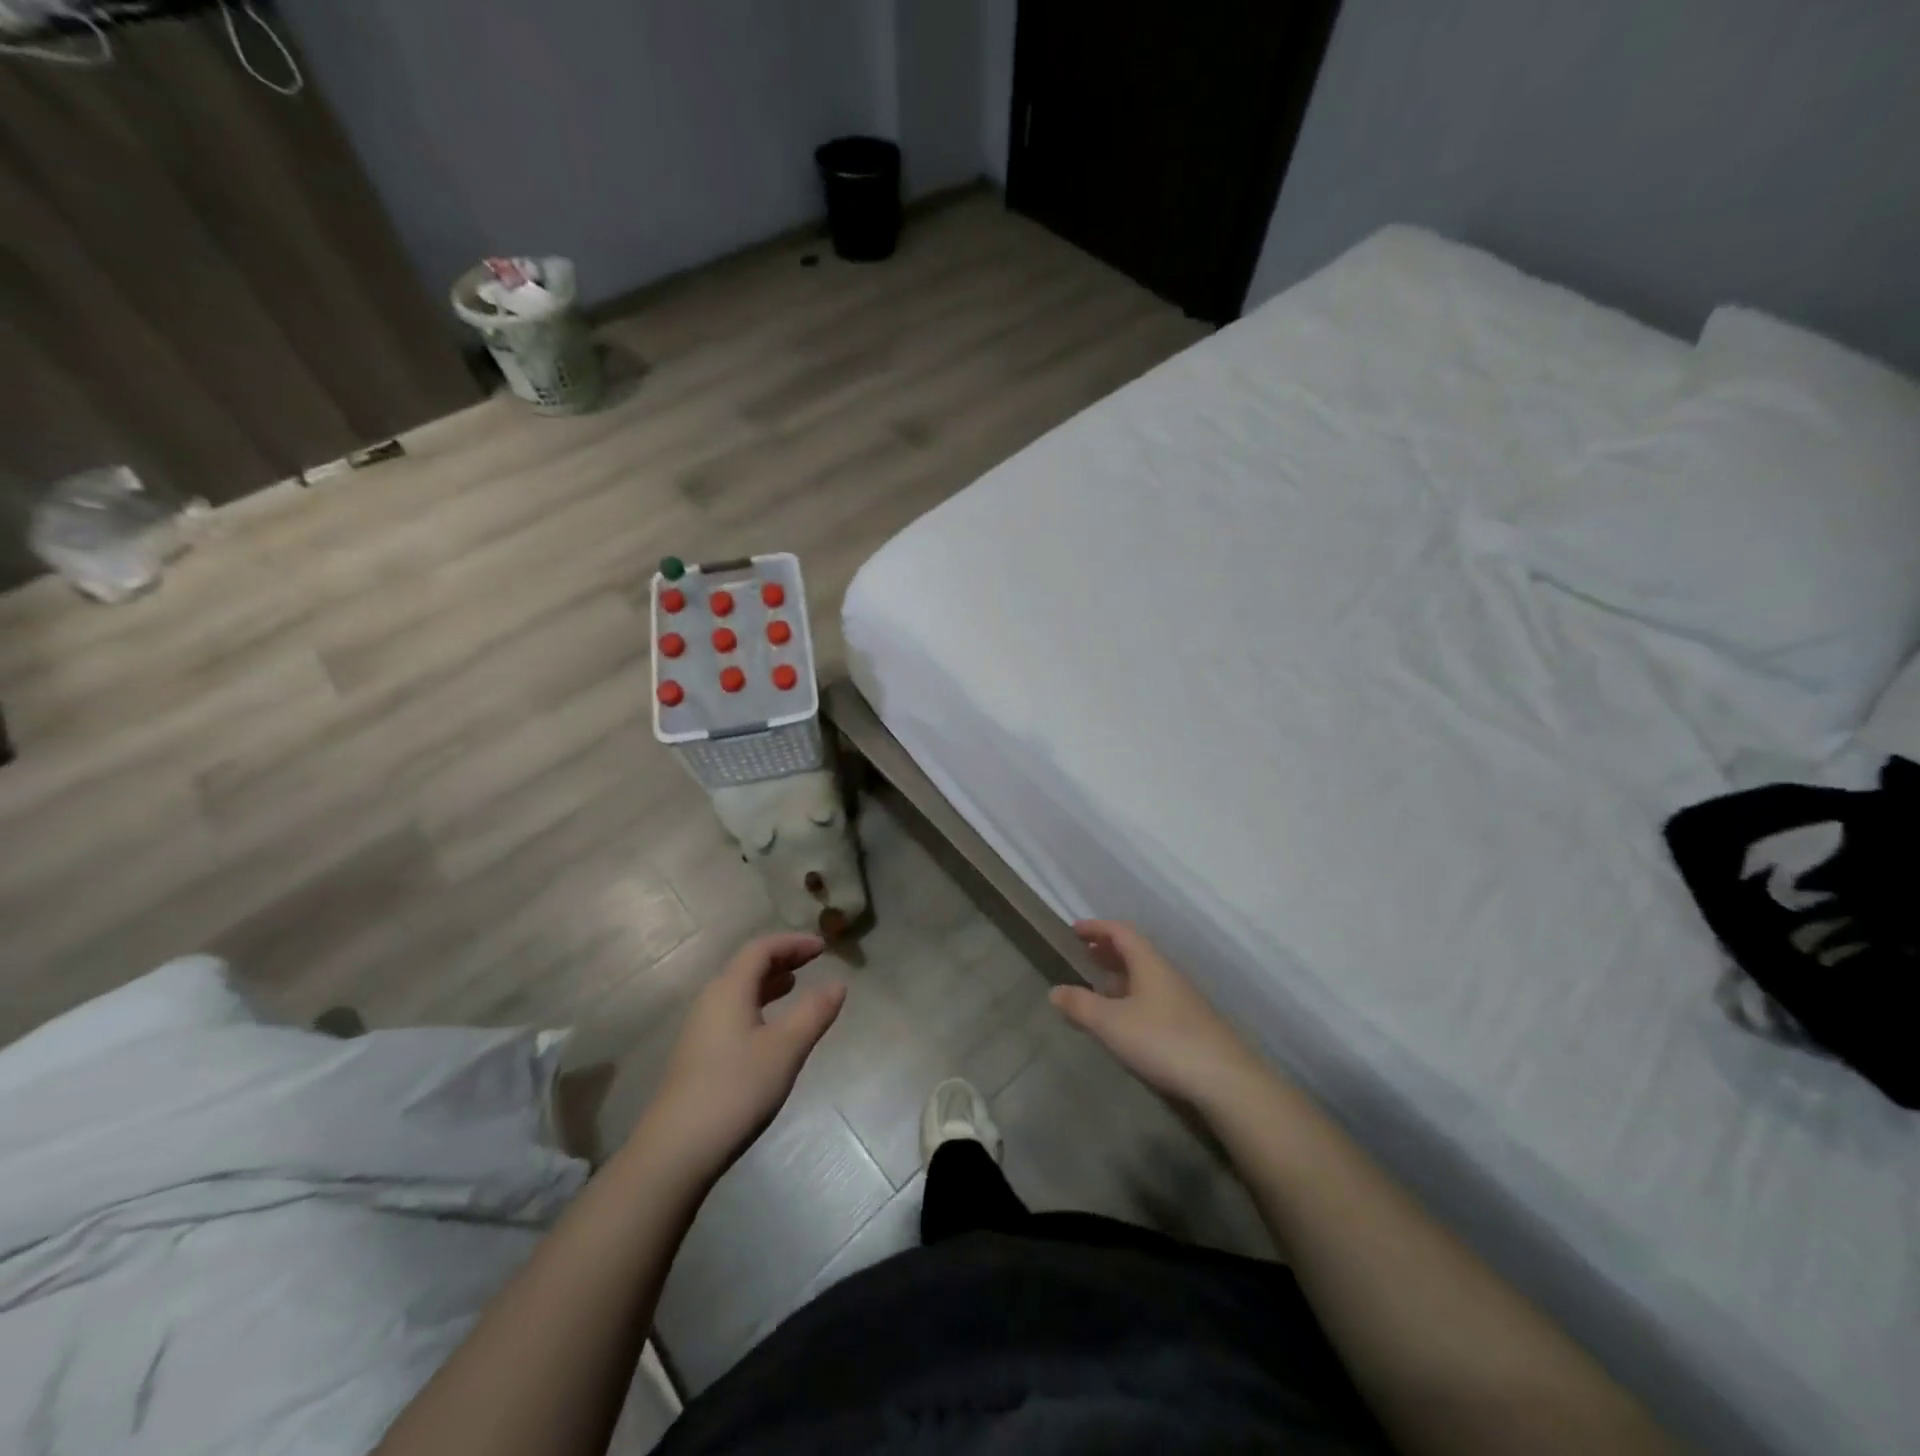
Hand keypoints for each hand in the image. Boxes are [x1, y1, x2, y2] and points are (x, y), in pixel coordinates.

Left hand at [645, 933, 845, 1176]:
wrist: (676, 1149)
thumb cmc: (736, 1089)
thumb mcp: (785, 1048)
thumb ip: (814, 1012)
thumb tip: (838, 983)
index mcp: (729, 989)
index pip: (761, 948)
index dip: (793, 943)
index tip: (823, 947)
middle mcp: (711, 1000)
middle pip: (748, 965)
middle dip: (782, 958)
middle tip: (814, 961)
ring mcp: (701, 1028)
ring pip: (739, 990)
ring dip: (769, 982)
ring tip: (795, 986)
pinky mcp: (698, 1053)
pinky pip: (733, 1011)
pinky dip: (758, 1004)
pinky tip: (770, 1027)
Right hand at [1051, 920, 1266, 1106]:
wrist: (1224, 1079)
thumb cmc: (1163, 1040)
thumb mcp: (1112, 1023)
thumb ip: (1081, 1005)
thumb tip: (1055, 990)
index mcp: (1149, 963)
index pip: (1121, 932)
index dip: (1097, 928)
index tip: (1074, 930)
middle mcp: (1166, 974)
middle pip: (1134, 951)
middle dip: (1107, 950)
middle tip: (1084, 954)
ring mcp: (1181, 999)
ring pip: (1144, 976)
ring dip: (1120, 975)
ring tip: (1098, 986)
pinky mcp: (1189, 1024)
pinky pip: (1152, 997)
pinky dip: (1131, 997)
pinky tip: (1124, 1019)